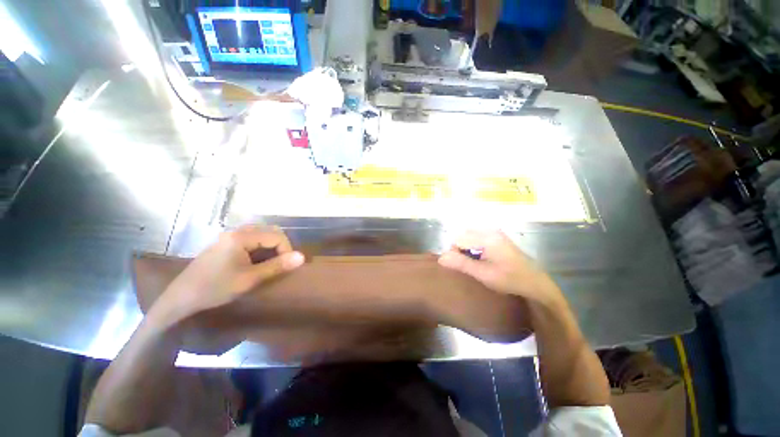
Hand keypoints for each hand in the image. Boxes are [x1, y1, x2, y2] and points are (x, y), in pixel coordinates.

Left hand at [155, 226, 304, 321]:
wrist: (181, 299)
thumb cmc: (216, 288)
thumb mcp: (250, 279)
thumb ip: (277, 266)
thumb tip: (302, 257)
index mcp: (242, 237)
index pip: (276, 235)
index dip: (287, 249)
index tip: (287, 266)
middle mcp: (236, 231)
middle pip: (270, 231)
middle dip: (281, 246)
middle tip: (281, 263)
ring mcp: (230, 236)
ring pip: (261, 234)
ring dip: (271, 246)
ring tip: (271, 263)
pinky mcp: (226, 243)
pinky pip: (251, 239)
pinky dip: (261, 247)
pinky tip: (257, 261)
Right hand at [438, 230, 562, 305]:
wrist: (535, 282)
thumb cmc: (509, 279)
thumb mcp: (483, 274)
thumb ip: (461, 264)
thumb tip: (440, 258)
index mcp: (487, 238)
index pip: (458, 240)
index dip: (454, 253)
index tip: (461, 266)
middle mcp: (490, 230)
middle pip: (463, 235)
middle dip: (460, 249)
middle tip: (467, 265)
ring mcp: (494, 232)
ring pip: (468, 235)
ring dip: (466, 247)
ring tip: (474, 262)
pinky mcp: (497, 236)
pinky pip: (477, 236)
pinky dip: (473, 246)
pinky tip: (481, 257)